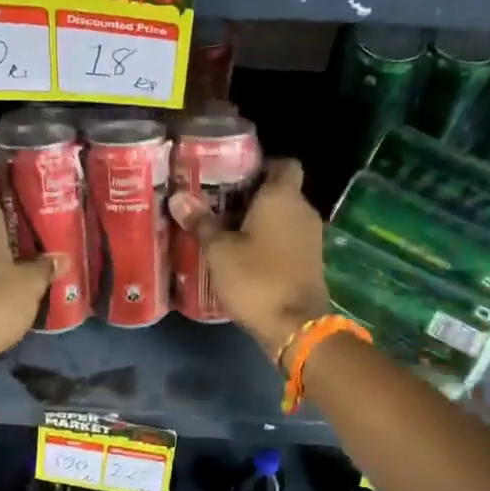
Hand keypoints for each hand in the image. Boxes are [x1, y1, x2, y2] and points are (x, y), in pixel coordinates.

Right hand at [169, 158, 330, 363]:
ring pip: (283, 217)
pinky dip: (269, 241)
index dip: (262, 164)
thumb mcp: (219, 251)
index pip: (284, 164)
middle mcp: (303, 211)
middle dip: (252, 195)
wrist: (295, 327)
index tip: (234, 174)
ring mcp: (311, 238)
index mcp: (283, 197)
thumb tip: (178, 198)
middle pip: (280, 191)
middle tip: (218, 203)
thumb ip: (202, 222)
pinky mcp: (310, 261)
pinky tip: (243, 254)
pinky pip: (287, 239)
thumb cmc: (256, 278)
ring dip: (259, 221)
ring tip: (225, 229)